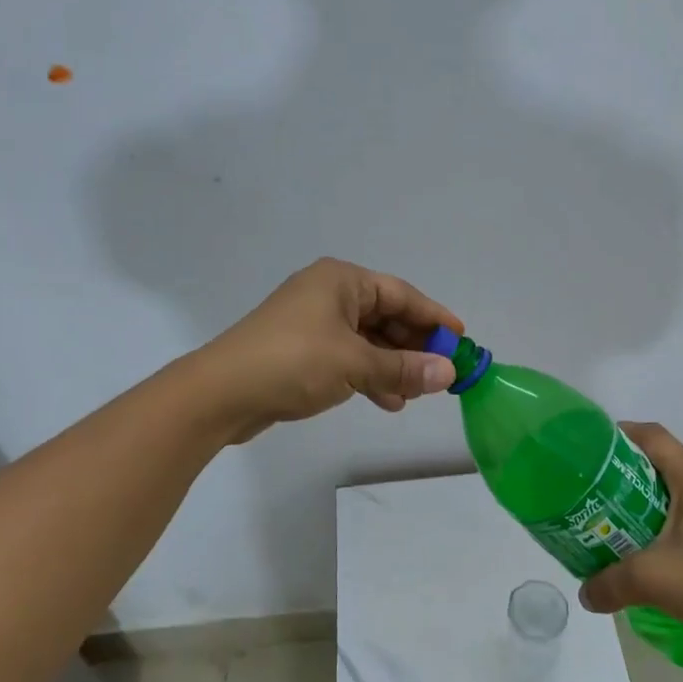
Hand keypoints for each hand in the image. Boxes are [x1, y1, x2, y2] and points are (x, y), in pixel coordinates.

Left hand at [194, 259, 462, 442]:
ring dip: (393, 365)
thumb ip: (404, 368)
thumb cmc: (293, 362)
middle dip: (414, 345)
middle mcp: (328, 294)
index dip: (434, 317)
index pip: (401, 294)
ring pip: (367, 340)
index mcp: (341, 281)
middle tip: (443, 371)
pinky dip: (369, 375)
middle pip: (385, 316)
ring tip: (418, 393)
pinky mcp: (301, 351)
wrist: (221, 393)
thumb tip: (449, 373)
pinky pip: (348, 357)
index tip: (461, 338)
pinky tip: (387, 400)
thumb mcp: (355, 364)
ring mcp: (312, 323)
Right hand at [578, 423, 682, 678]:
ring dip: (659, 496)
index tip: (594, 448)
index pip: (654, 436)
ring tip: (630, 520)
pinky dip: (682, 516)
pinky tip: (669, 547)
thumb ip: (610, 583)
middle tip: (603, 492)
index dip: (622, 434)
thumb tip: (584, 595)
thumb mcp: (652, 581)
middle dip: (634, 471)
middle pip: (670, 460)